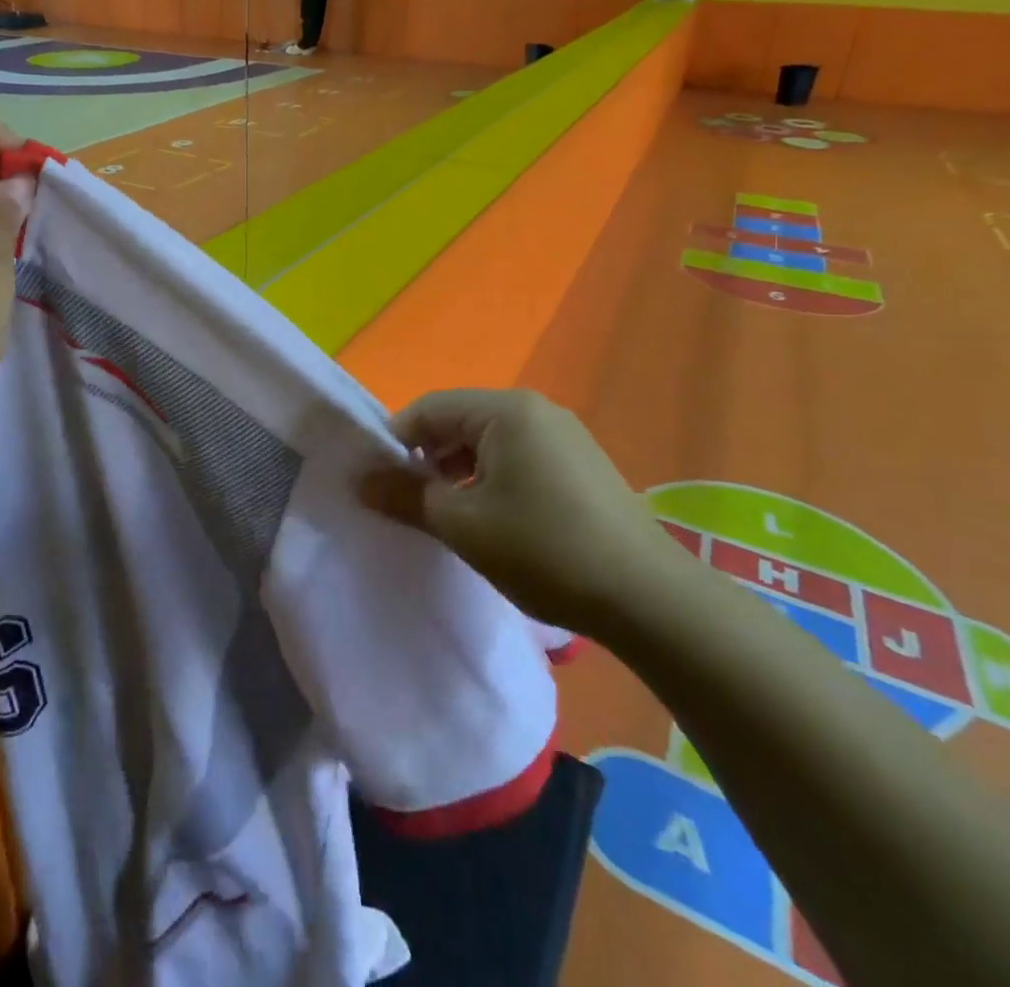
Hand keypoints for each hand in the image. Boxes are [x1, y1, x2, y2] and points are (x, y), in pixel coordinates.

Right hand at [366, 389, 690, 633]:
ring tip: (449, 518)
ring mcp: (563, 435)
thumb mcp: (463, 526)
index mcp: (506, 410)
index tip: (377, 483)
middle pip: (458, 422)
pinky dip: (491, 481)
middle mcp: (535, 409)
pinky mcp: (580, 463)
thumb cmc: (544, 550)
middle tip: (410, 505)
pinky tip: (492, 521)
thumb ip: (406, 497)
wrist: (649, 599)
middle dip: (427, 460)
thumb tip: (361, 481)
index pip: (428, 409)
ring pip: (488, 442)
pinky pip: (517, 458)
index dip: (395, 443)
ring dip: (458, 473)